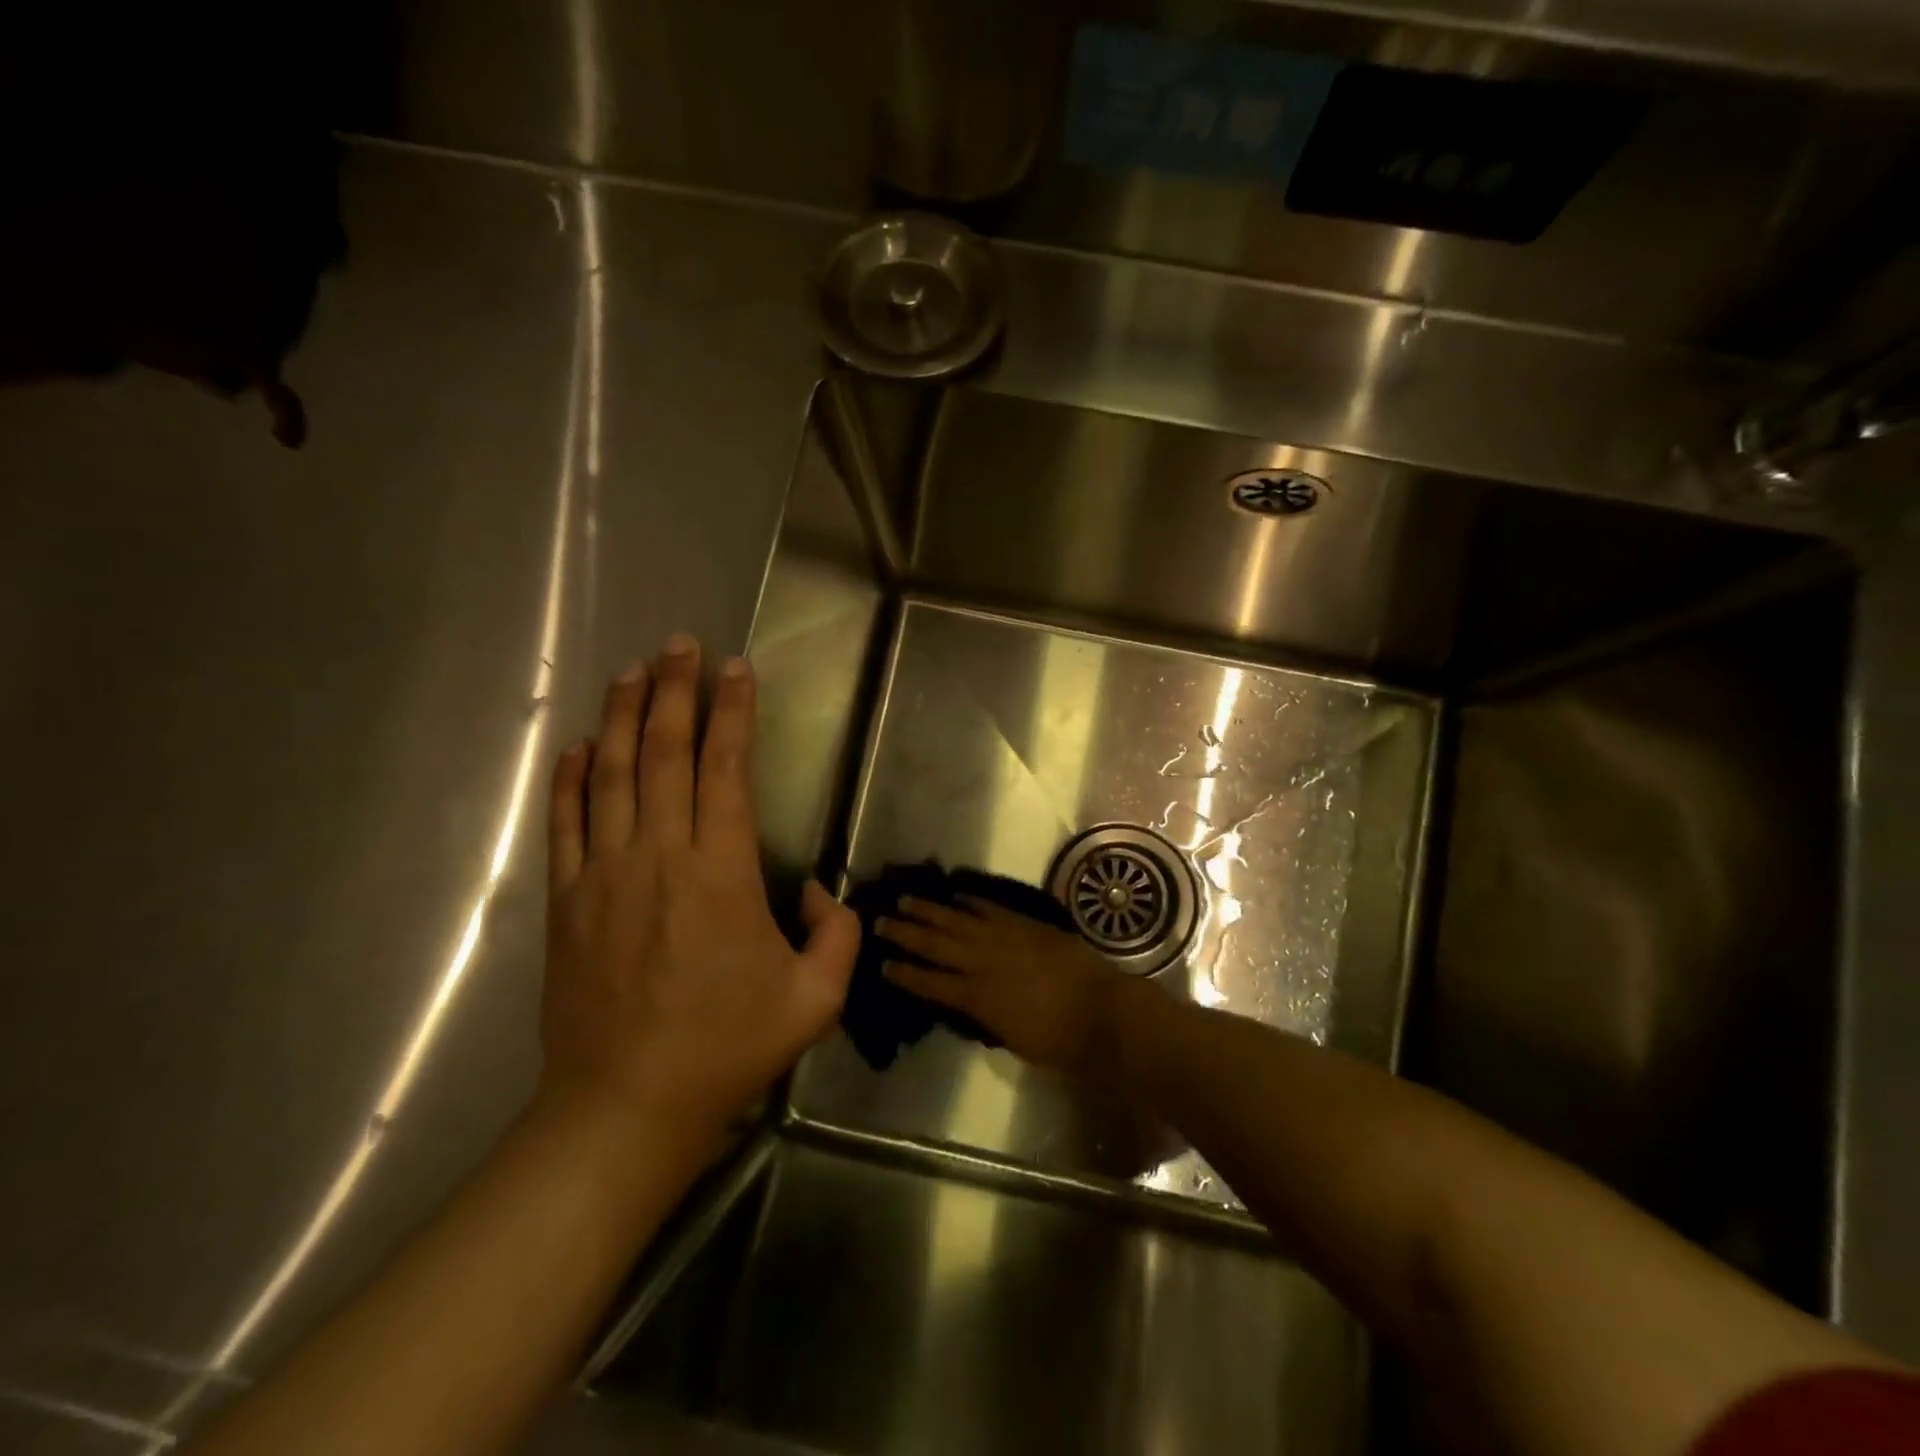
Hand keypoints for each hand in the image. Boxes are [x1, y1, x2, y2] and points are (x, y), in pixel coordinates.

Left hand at [540, 636, 860, 1142]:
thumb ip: (836, 934)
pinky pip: (565, 823)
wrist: (625, 1105)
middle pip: (664, 754)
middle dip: (675, 691)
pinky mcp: (567, 900)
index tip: (736, 668)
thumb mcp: (815, 999)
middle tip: (680, 644)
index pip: (726, 769)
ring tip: (632, 670)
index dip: (733, 712)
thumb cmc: (727, 1048)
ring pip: (611, 775)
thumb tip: (816, 889)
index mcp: (721, 872)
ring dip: (623, 717)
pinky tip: (579, 745)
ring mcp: (604, 873)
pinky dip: (570, 778)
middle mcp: (659, 855)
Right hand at [877, 897, 1146, 1077]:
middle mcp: (983, 963)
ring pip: (958, 920)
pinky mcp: (1026, 925)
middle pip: (936, 945)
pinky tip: (956, 895)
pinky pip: (991, 908)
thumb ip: (985, 1017)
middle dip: (906, 934)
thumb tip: (968, 1002)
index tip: (882, 964)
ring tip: (906, 899)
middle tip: (880, 921)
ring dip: (930, 910)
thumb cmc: (1059, 1040)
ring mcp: (1005, 938)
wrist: (1103, 1010)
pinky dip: (972, 901)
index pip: (930, 983)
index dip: (905, 974)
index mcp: (977, 998)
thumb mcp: (1012, 1039)